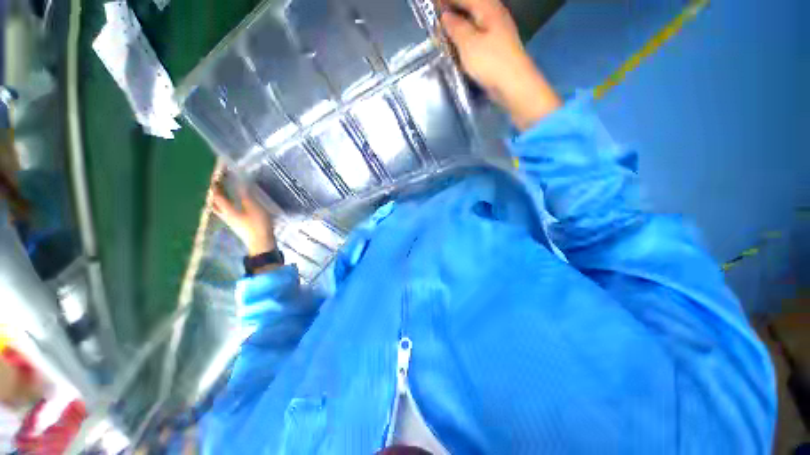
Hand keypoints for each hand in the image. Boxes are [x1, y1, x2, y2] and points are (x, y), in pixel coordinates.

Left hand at [211, 183, 276, 255]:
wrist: (261, 243)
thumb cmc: (258, 225)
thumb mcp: (254, 208)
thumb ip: (246, 196)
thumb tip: (240, 184)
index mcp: (228, 210)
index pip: (217, 196)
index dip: (216, 186)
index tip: (217, 177)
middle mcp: (226, 215)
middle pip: (214, 204)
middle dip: (214, 194)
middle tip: (218, 185)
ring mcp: (231, 221)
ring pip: (219, 209)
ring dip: (219, 200)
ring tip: (223, 193)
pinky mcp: (237, 225)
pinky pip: (226, 213)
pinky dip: (226, 206)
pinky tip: (233, 205)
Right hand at [440, 0, 561, 129]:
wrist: (513, 85)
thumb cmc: (490, 62)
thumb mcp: (468, 43)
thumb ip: (455, 27)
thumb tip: (445, 16)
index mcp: (487, 7)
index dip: (447, 0)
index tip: (432, 5)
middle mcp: (494, 15)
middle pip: (470, 7)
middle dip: (453, 10)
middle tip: (436, 20)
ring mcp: (496, 32)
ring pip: (473, 22)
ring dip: (458, 25)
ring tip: (443, 32)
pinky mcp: (496, 48)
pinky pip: (476, 36)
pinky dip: (465, 38)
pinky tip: (457, 46)